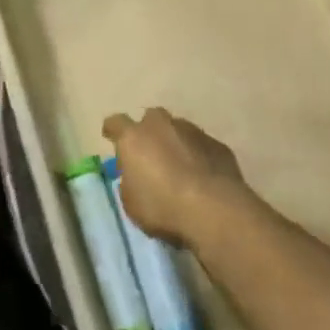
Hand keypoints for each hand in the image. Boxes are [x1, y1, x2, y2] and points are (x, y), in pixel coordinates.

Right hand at [101, 107, 248, 248]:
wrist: (214, 209)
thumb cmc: (163, 207)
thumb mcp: (132, 204)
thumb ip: (129, 183)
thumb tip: (135, 177)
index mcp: (134, 137)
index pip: (115, 122)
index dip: (113, 131)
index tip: (111, 138)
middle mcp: (161, 125)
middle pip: (150, 119)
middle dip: (149, 133)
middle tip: (150, 155)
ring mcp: (192, 131)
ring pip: (178, 130)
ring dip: (176, 143)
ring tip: (180, 169)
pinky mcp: (217, 144)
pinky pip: (201, 146)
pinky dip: (198, 156)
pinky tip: (202, 177)